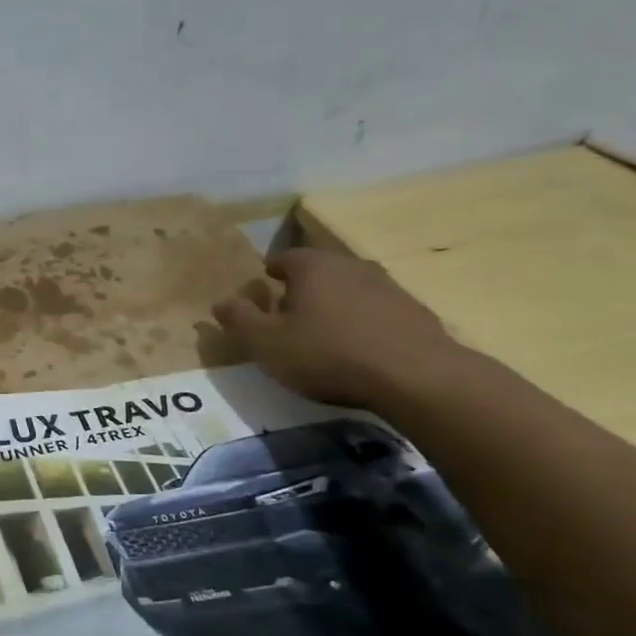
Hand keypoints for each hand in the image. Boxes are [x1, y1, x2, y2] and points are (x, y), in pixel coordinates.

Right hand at [212, 247, 469, 410]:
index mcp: (311, 266)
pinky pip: (375, 310)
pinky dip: (362, 323)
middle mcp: (349, 265)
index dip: (268, 276)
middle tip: (288, 318)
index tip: (263, 297)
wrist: (415, 376)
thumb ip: (239, 320)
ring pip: (348, 289)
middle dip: (301, 290)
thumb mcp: (266, 343)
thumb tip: (220, 302)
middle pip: (317, 271)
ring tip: (324, 336)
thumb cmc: (327, 355)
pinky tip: (359, 350)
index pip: (283, 258)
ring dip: (334, 306)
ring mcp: (386, 285)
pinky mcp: (414, 311)